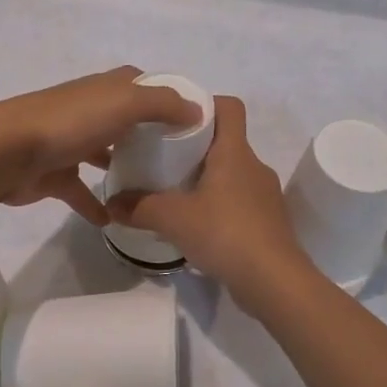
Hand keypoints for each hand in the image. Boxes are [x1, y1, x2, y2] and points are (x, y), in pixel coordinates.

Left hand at [0, 67, 202, 225]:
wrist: (6, 151)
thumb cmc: (70, 121)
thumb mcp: (125, 103)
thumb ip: (163, 104)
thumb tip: (197, 110)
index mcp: (106, 88)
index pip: (142, 83)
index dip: (166, 96)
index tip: (192, 120)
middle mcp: (90, 110)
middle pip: (125, 119)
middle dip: (149, 134)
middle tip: (180, 160)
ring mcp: (70, 142)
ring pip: (103, 153)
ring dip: (122, 166)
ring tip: (153, 189)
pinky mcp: (55, 174)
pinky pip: (81, 191)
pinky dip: (95, 204)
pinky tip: (115, 220)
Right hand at [107, 96, 321, 310]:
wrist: (275, 282)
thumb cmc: (225, 233)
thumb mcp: (173, 219)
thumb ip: (140, 207)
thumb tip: (111, 203)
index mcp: (235, 152)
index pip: (229, 107)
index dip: (206, 104)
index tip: (177, 118)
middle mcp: (254, 166)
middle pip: (226, 141)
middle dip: (197, 147)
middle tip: (164, 159)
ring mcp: (265, 196)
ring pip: (233, 174)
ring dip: (208, 180)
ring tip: (177, 195)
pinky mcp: (268, 223)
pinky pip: (240, 202)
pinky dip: (220, 206)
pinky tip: (199, 227)